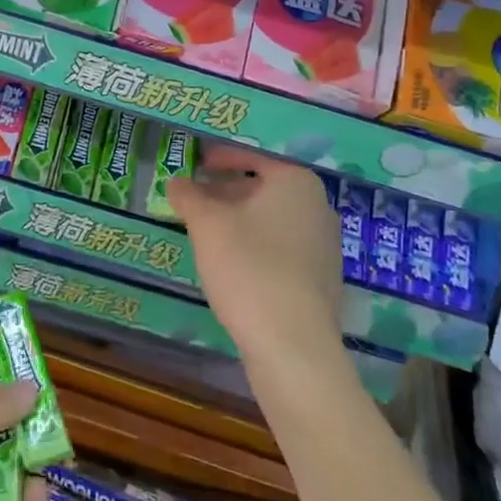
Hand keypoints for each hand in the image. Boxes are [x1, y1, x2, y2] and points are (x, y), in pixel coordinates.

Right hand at [167, 142, 342, 362]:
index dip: (220, 157)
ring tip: (205, 231)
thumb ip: (189, 197)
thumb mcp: (207, 225)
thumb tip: (176, 182)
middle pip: (263, 187)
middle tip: (193, 199)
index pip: (253, 156)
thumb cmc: (248, 268)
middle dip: (226, 191)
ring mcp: (324, 244)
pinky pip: (282, 247)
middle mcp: (318, 206)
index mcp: (295, 182)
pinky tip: (231, 263)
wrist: (292, 343)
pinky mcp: (321, 277)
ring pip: (272, 219)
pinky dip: (255, 244)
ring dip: (239, 219)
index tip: (196, 163)